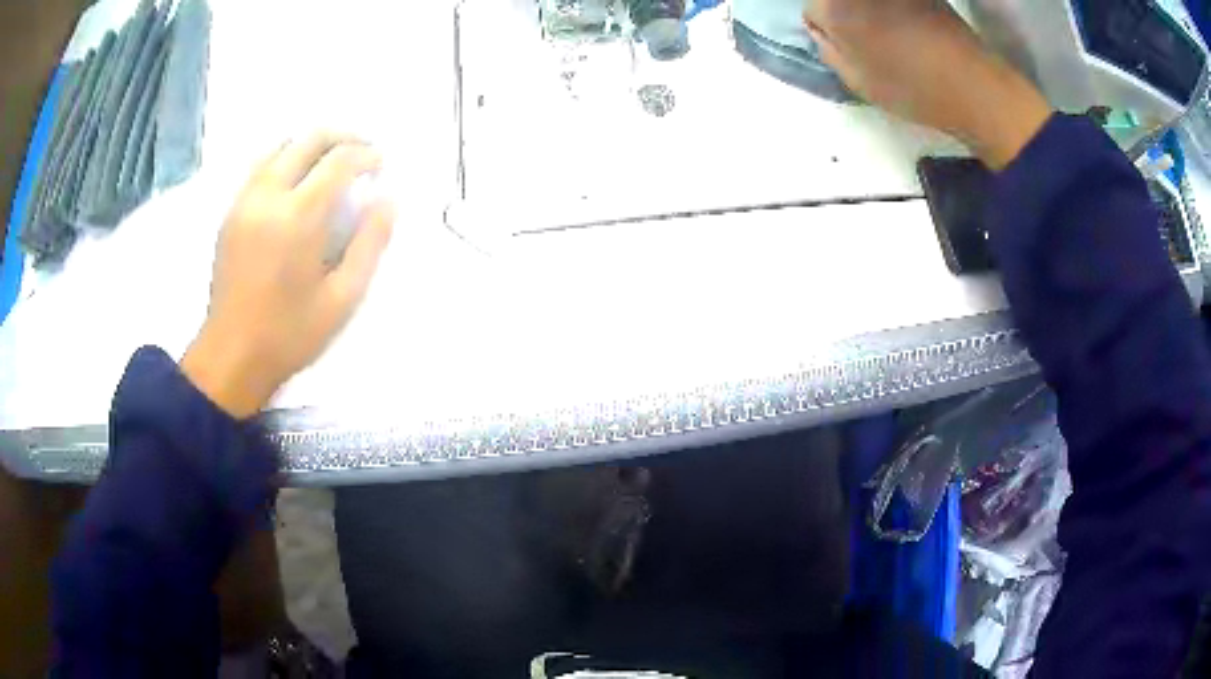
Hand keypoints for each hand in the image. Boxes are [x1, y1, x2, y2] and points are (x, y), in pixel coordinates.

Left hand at [181, 134, 394, 417]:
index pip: (339, 160)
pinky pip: (260, 167)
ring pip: (280, 147)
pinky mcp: (230, 213)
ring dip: (311, 145)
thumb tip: (386, 200)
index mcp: (299, 217)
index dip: (366, 155)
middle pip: (308, 139)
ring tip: (330, 163)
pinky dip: (284, 160)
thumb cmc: (290, 333)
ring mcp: (244, 201)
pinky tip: (296, 181)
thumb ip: (369, 244)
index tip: (380, 166)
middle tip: (361, 153)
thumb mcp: (343, 298)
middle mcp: (268, 196)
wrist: (232, 355)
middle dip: (342, 138)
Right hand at [804, 0, 1051, 169]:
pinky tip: (914, 31)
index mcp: (834, 6)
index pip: (812, 11)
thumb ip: (830, 50)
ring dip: (871, 11)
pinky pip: (897, 3)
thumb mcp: (857, 81)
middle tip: (867, 41)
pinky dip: (898, 10)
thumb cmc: (912, 87)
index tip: (847, 48)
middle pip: (837, 0)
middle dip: (844, 14)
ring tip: (894, 37)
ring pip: (869, 1)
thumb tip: (825, 32)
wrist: (973, 85)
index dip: (828, 31)